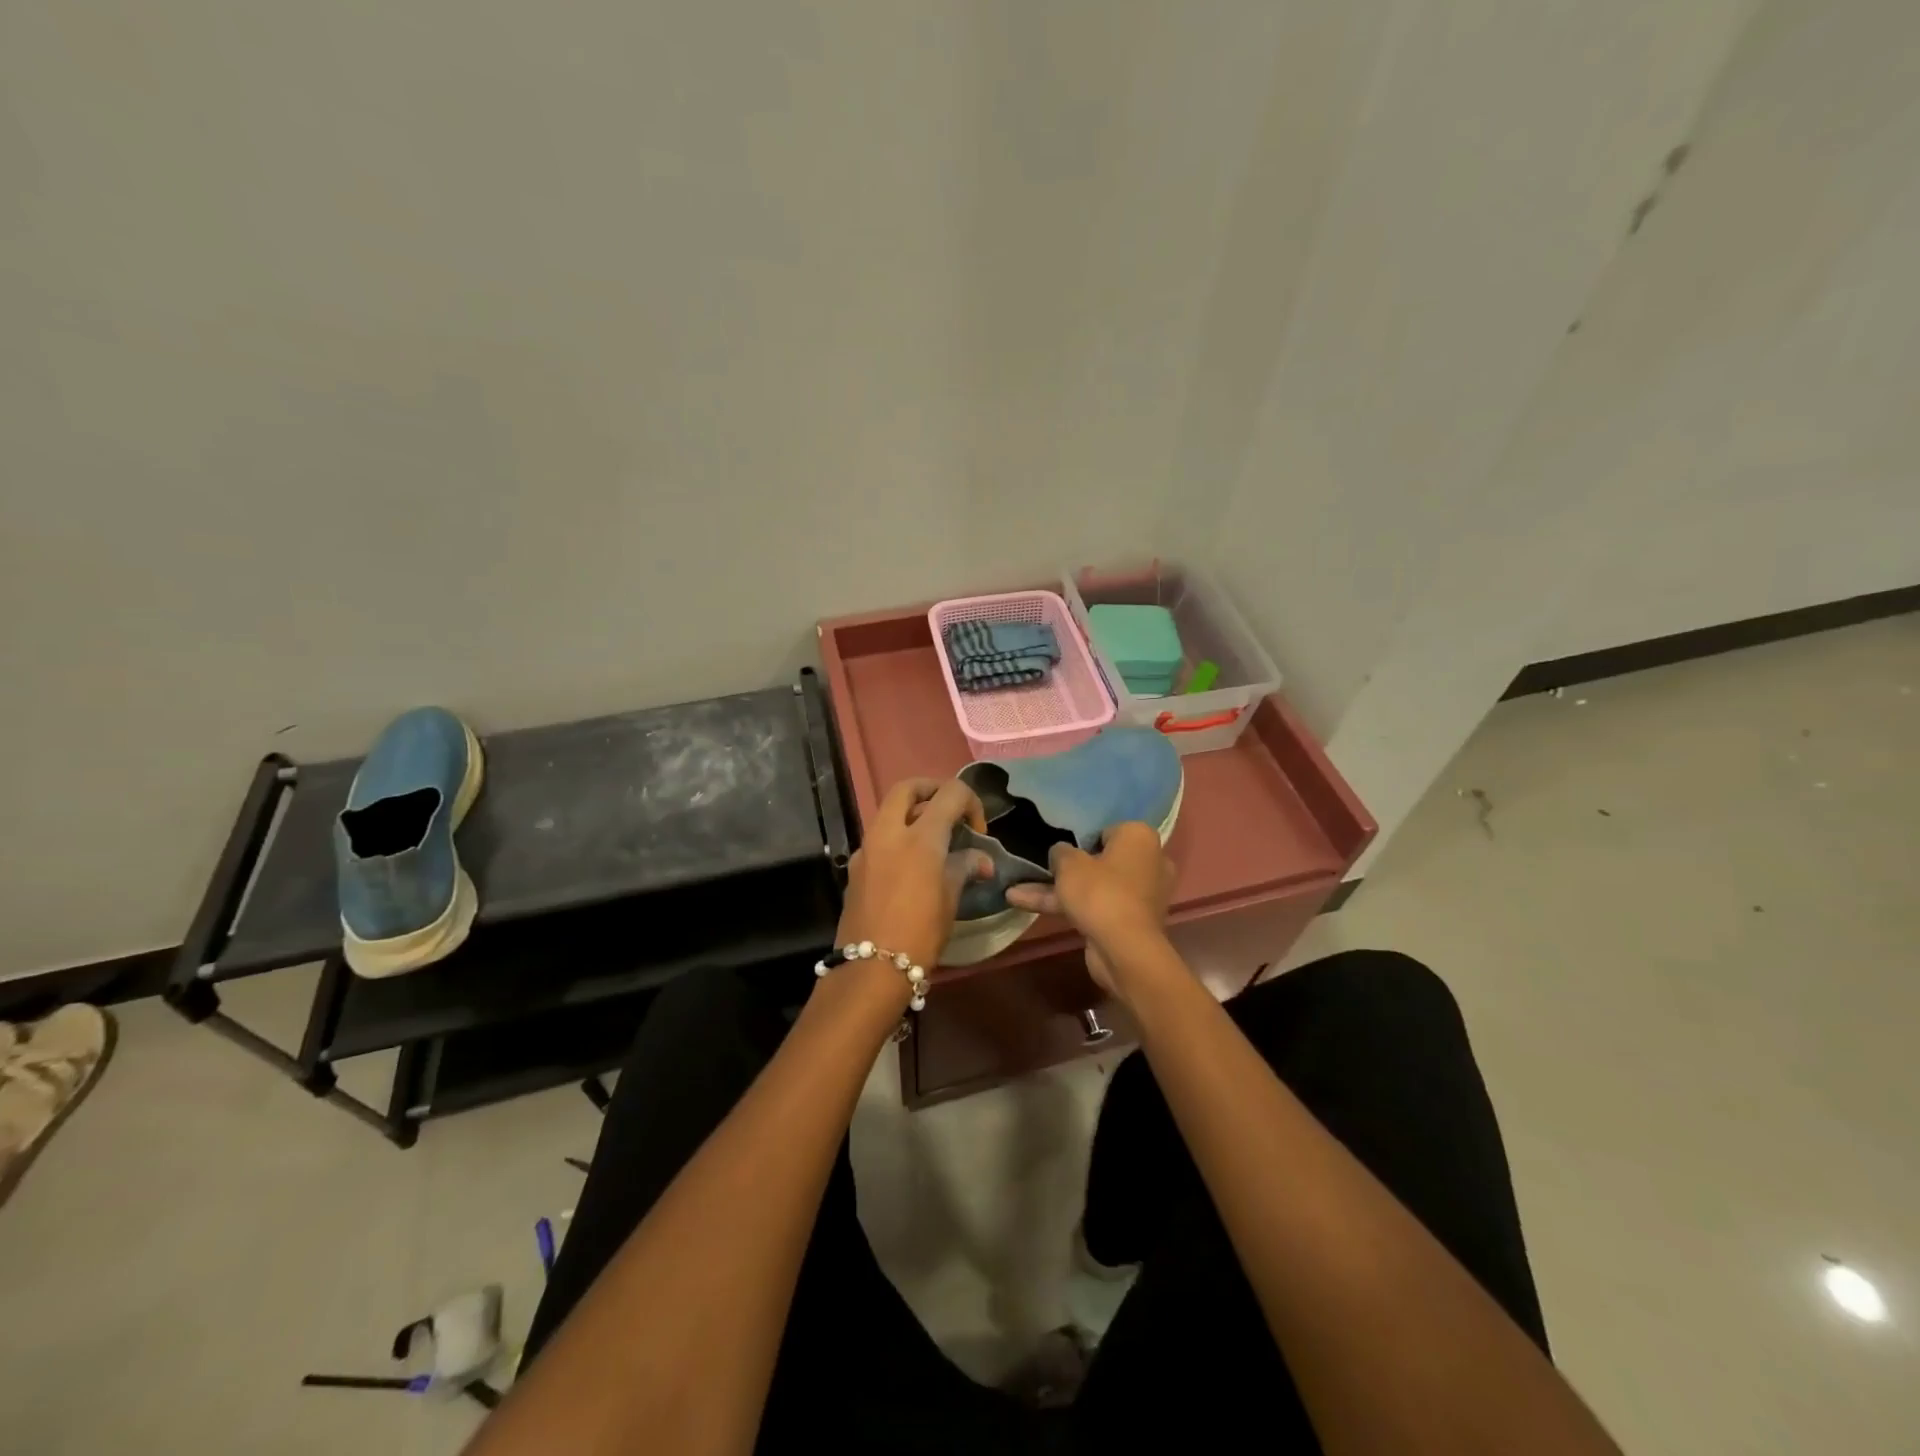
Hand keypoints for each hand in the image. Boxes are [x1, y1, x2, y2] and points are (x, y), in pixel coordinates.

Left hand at [836, 778, 991, 972]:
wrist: (871, 969)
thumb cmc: (920, 932)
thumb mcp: (950, 898)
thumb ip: (965, 867)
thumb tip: (981, 860)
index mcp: (920, 836)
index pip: (950, 794)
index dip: (971, 803)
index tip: (977, 831)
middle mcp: (889, 832)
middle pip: (908, 788)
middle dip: (932, 790)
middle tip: (949, 811)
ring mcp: (867, 847)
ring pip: (888, 810)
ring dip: (912, 812)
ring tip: (933, 839)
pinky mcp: (855, 866)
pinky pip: (878, 837)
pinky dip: (897, 836)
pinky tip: (910, 865)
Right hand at [1005, 822, 1175, 995]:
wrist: (1124, 950)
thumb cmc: (1100, 892)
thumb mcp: (1069, 864)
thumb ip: (1060, 852)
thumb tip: (1061, 852)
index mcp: (1139, 837)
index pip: (1105, 830)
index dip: (1080, 839)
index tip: (1059, 848)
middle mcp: (1147, 862)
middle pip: (1100, 859)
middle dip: (1066, 868)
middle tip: (1039, 867)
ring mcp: (1140, 894)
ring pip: (1094, 886)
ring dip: (1058, 890)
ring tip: (1015, 892)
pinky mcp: (1130, 921)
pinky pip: (1096, 906)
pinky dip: (1068, 907)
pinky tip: (1027, 907)